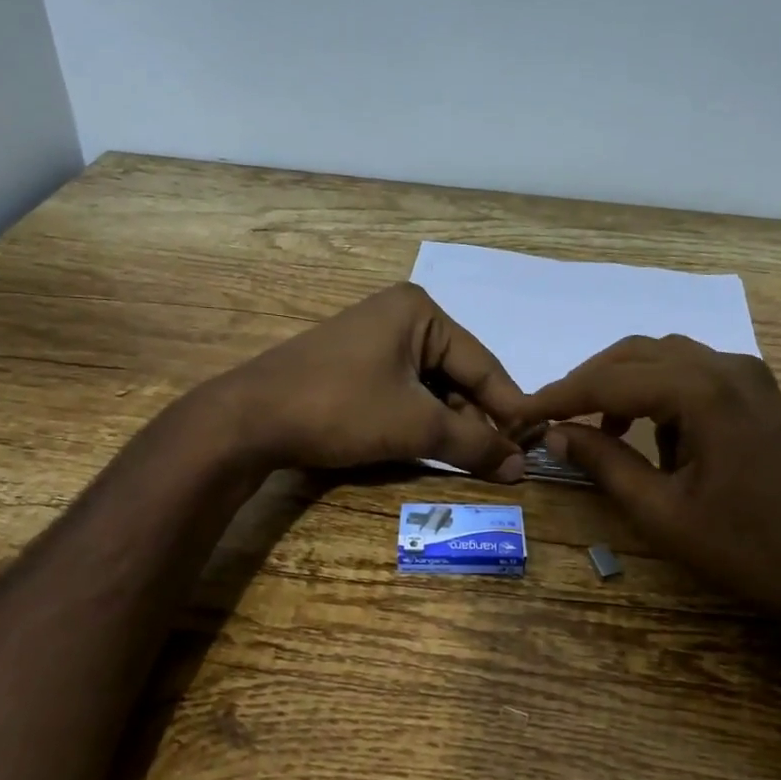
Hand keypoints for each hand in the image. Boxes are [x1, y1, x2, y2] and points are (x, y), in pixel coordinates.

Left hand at [201, 283, 528, 478]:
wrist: (248, 420)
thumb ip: (472, 444)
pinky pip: (402, 390)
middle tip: (498, 462)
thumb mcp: (415, 426)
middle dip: (475, 419)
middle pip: (456, 374)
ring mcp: (372, 339)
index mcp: (420, 312)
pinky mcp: (353, 364)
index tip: (532, 448)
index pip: (483, 364)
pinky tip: (428, 447)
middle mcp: (400, 316)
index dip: (509, 409)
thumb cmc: (341, 408)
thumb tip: (520, 467)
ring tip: (467, 460)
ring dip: (448, 423)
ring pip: (430, 386)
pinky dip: (419, 420)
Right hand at [516, 335, 780, 625]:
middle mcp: (727, 366)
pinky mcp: (757, 393)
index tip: (520, 412)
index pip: (611, 379)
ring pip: (664, 358)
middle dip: (589, 383)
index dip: (560, 395)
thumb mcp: (662, 513)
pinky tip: (650, 434)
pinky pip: (692, 374)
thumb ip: (604, 462)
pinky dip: (658, 393)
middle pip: (637, 354)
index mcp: (704, 390)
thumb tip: (554, 432)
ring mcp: (749, 375)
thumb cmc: (747, 549)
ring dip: (623, 384)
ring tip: (597, 428)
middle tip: (551, 417)